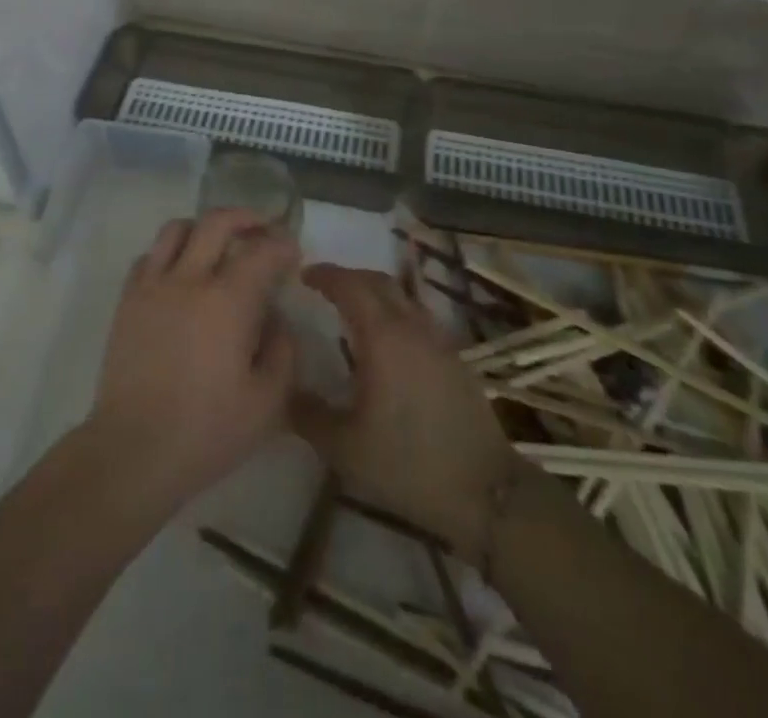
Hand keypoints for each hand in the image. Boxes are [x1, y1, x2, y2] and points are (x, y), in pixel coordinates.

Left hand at [85, 211, 299, 514]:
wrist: (133, 450)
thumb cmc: (206, 431)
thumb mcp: (267, 402)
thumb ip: (282, 351)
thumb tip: (275, 318)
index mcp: (228, 300)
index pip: (261, 250)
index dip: (282, 244)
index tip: (292, 252)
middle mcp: (189, 279)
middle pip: (216, 222)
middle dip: (246, 217)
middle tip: (262, 229)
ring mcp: (152, 285)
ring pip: (177, 228)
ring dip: (204, 228)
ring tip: (218, 244)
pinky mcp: (128, 300)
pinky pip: (150, 256)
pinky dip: (171, 252)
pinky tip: (181, 274)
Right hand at [291, 265, 525, 559]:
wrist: (485, 492)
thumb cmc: (408, 464)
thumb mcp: (344, 448)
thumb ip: (308, 414)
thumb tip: (282, 388)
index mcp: (382, 336)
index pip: (350, 286)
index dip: (325, 275)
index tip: (303, 275)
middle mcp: (412, 326)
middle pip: (378, 281)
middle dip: (349, 277)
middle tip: (324, 288)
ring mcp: (438, 340)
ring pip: (402, 296)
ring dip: (374, 292)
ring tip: (352, 310)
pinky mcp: (455, 358)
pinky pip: (417, 316)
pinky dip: (395, 312)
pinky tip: (386, 341)